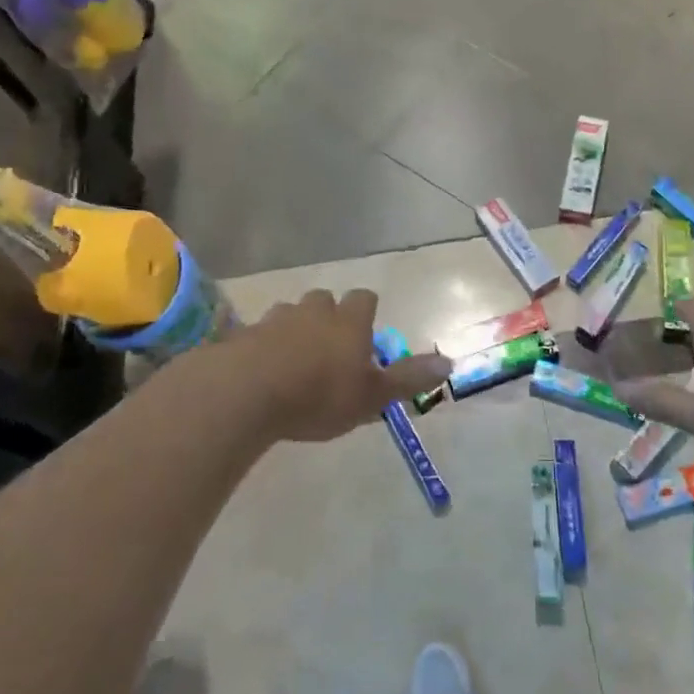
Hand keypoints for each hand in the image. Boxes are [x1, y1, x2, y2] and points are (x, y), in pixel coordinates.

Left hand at [238, 289, 449, 443]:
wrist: (246, 393)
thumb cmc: (319, 395)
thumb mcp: (372, 395)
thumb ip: (408, 379)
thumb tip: (450, 363)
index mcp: (349, 321)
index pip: (364, 298)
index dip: (367, 311)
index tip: (366, 331)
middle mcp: (314, 311)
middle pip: (324, 299)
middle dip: (328, 315)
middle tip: (330, 345)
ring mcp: (275, 319)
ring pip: (290, 313)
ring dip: (295, 328)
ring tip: (294, 358)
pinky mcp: (243, 335)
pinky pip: (258, 334)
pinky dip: (263, 345)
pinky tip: (262, 369)